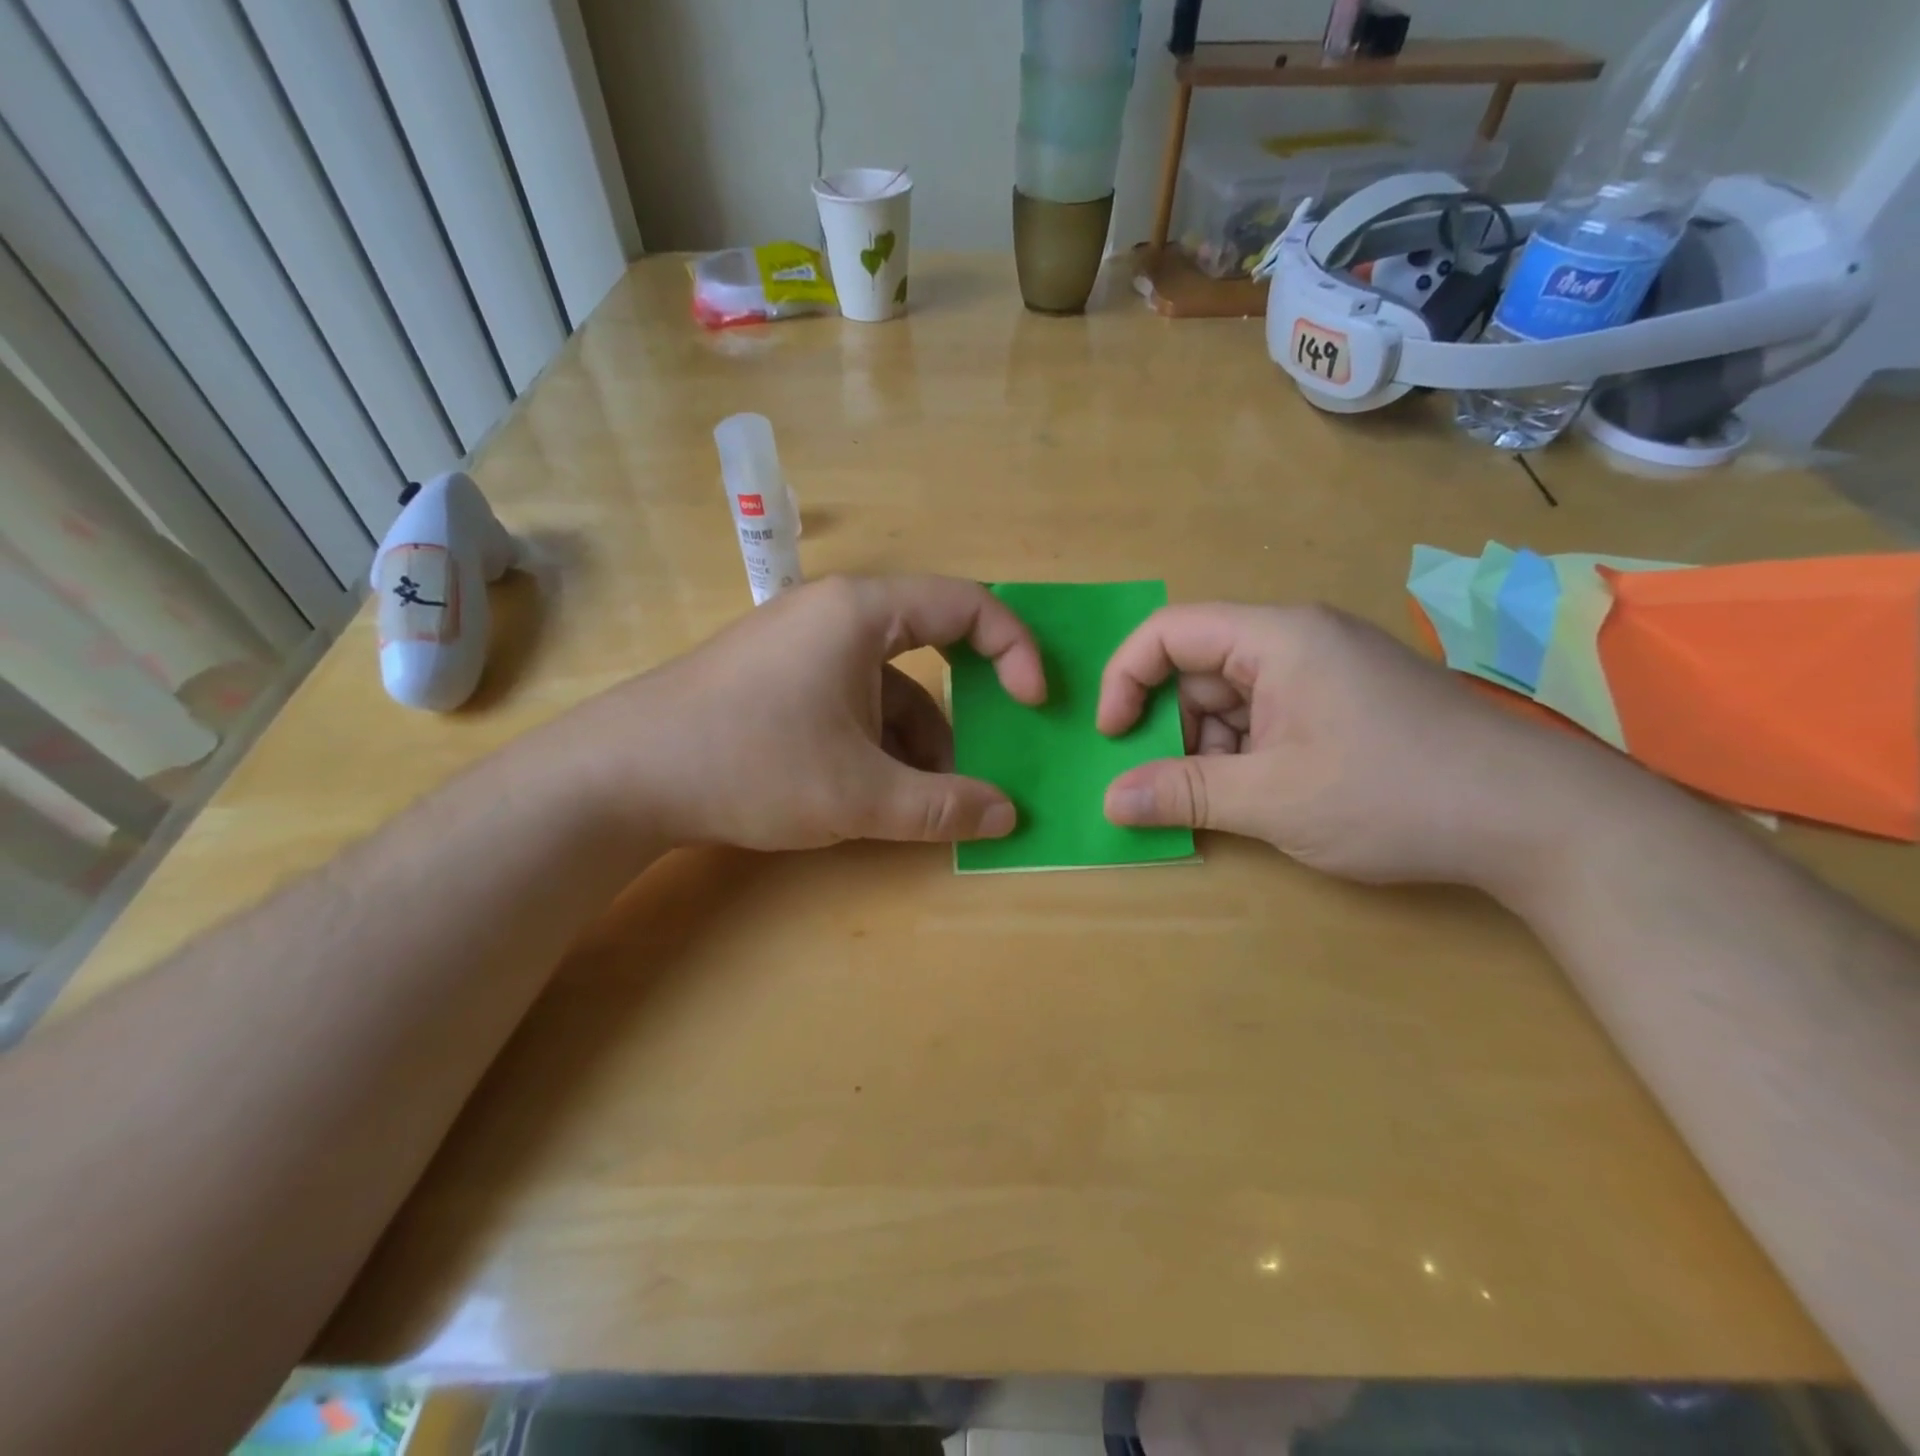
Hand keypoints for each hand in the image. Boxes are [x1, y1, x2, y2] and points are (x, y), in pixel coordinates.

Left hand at [556, 575, 1046, 851]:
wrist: (621, 777)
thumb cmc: (751, 764)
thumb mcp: (860, 795)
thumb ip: (944, 806)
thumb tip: (1008, 817)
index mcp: (863, 612)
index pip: (969, 605)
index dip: (1016, 651)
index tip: (1034, 705)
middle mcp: (834, 614)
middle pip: (930, 647)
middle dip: (963, 711)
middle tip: (983, 761)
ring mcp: (801, 645)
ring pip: (889, 684)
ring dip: (917, 740)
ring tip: (924, 800)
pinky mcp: (777, 679)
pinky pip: (852, 699)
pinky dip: (877, 742)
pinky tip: (875, 792)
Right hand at [1096, 602, 1591, 889]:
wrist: (1536, 820)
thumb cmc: (1393, 794)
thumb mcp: (1273, 799)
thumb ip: (1183, 794)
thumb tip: (1108, 802)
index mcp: (1276, 638)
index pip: (1169, 631)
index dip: (1125, 678)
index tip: (1111, 738)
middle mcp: (1297, 641)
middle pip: (1198, 668)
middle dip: (1172, 727)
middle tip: (1168, 787)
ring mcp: (1325, 672)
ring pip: (1231, 699)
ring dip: (1209, 749)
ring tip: (1223, 803)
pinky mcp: (1344, 703)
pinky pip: (1267, 717)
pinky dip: (1246, 755)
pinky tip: (1259, 798)